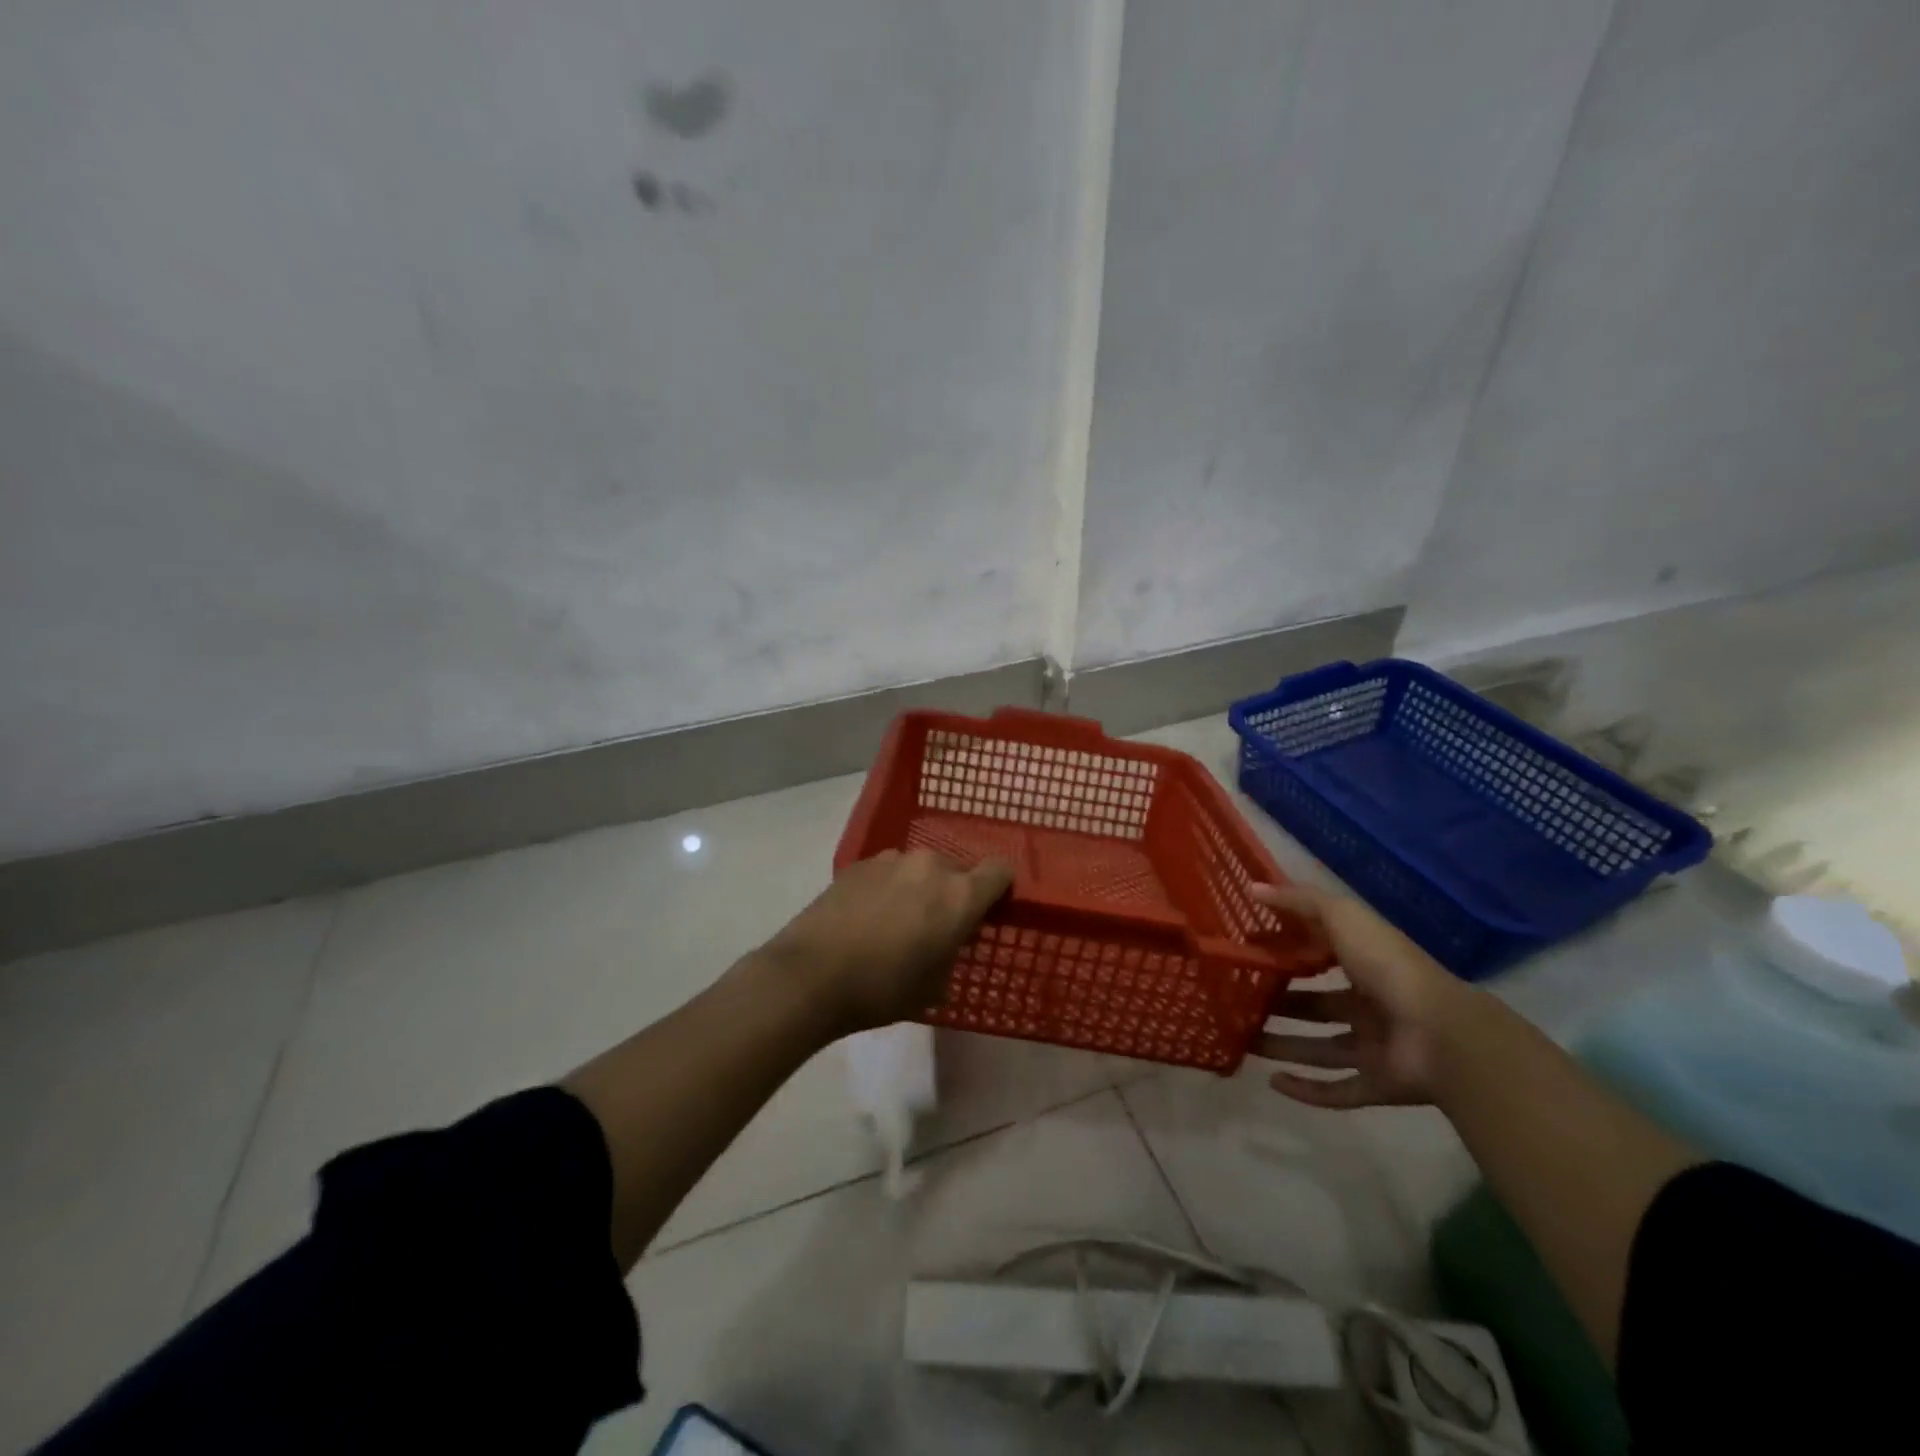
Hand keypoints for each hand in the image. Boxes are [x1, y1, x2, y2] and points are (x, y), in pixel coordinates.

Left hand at [758, 849, 1013, 1035]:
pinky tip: (867, 918)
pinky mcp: (858, 864)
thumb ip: (953, 952)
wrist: (811, 975)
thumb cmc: (883, 988)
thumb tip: (947, 940)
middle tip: (937, 926)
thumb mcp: (935, 986)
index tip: (988, 911)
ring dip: (918, 889)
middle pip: (957, 869)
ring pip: (919, 869)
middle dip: (953, 892)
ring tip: (896, 922)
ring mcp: (891, 860)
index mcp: (959, 895)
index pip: (1000, 871)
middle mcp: (930, 866)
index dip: (999, 889)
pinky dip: (887, 888)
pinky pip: (888, 872)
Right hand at [1249, 882, 1478, 1107]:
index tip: (1247, 953)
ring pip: (1320, 1048)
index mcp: (1365, 964)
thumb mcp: (1342, 917)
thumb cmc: (1388, 966)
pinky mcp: (1378, 1085)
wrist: (1443, 1035)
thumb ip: (1299, 901)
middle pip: (1316, 1005)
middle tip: (1237, 1002)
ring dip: (1282, 1046)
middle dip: (1279, 1004)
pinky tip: (1272, 1081)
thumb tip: (1252, 887)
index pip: (1319, 956)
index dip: (1286, 954)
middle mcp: (1370, 1006)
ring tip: (1242, 1040)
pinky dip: (1307, 1089)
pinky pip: (1337, 1089)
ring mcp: (1375, 1047)